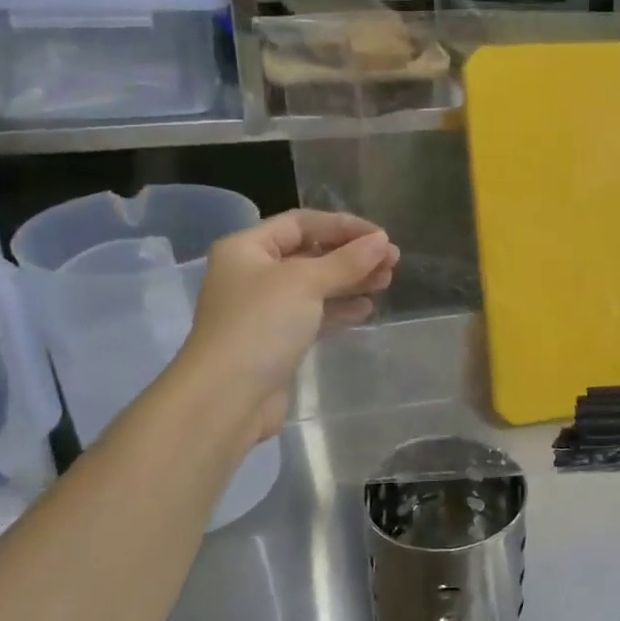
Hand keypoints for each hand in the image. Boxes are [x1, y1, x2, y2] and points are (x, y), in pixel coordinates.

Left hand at [179, 210, 398, 443]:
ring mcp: (263, 309)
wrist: (227, 397)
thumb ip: (346, 261)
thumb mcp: (305, 283)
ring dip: (350, 281)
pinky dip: (339, 309)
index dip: (343, 226)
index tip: (382, 238)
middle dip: (351, 256)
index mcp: (247, 248)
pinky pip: (313, 315)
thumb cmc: (261, 325)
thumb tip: (382, 242)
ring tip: (386, 282)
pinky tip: (366, 309)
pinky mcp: (276, 340)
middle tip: (392, 262)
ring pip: (315, 286)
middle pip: (310, 253)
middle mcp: (252, 274)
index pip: (301, 223)